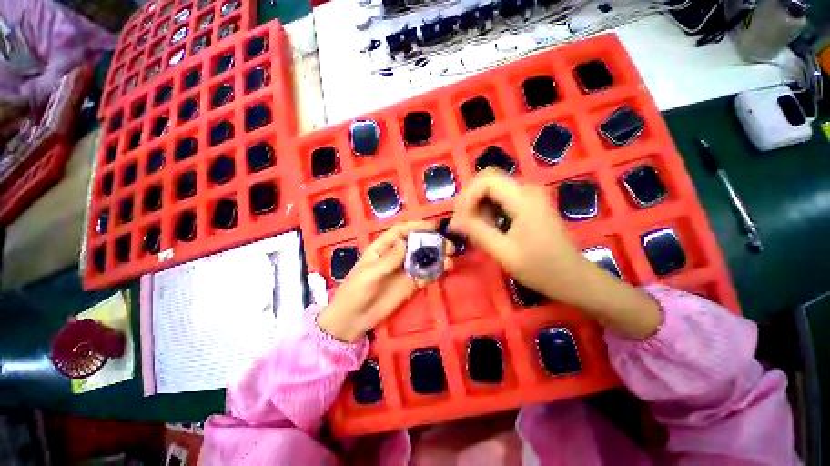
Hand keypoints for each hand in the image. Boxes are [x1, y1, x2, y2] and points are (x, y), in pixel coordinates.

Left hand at [317, 221, 452, 342]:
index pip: (401, 231)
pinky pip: (425, 275)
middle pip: (416, 243)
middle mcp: (396, 255)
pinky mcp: (410, 284)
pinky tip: (443, 272)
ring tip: (450, 261)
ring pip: (424, 259)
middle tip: (448, 246)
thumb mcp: (369, 275)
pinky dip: (435, 272)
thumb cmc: (355, 292)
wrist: (353, 319)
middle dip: (433, 242)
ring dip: (438, 257)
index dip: (416, 226)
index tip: (433, 226)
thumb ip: (388, 260)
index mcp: (383, 247)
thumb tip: (405, 242)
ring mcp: (404, 270)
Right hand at [450, 169, 587, 301]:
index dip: (467, 197)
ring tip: (477, 230)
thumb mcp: (504, 252)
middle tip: (463, 224)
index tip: (460, 221)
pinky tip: (488, 228)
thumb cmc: (540, 268)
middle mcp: (527, 189)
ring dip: (478, 206)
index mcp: (524, 199)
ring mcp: (529, 195)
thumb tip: (453, 222)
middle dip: (469, 199)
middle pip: (487, 179)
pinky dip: (487, 209)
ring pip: (491, 188)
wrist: (572, 277)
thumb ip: (477, 232)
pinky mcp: (528, 203)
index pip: (486, 181)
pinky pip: (499, 197)